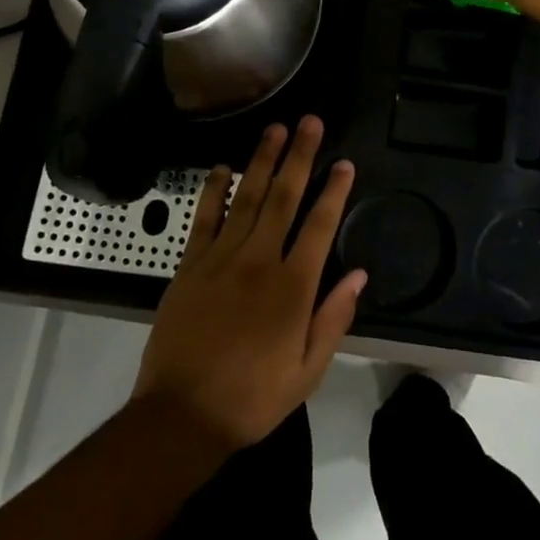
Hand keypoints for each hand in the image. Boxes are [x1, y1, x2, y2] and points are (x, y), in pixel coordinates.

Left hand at [131, 117, 365, 449]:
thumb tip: (359, 274)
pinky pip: (204, 218)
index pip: (319, 226)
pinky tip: (221, 166)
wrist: (180, 417)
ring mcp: (220, 259)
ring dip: (261, 160)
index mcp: (291, 287)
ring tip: (274, 129)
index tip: (345, 163)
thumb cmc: (252, 398)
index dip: (334, 192)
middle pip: (283, 197)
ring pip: (246, 198)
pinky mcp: (189, 265)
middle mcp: (258, 261)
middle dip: (299, 156)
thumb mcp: (307, 371)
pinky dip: (213, 190)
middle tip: (309, 122)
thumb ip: (334, 318)